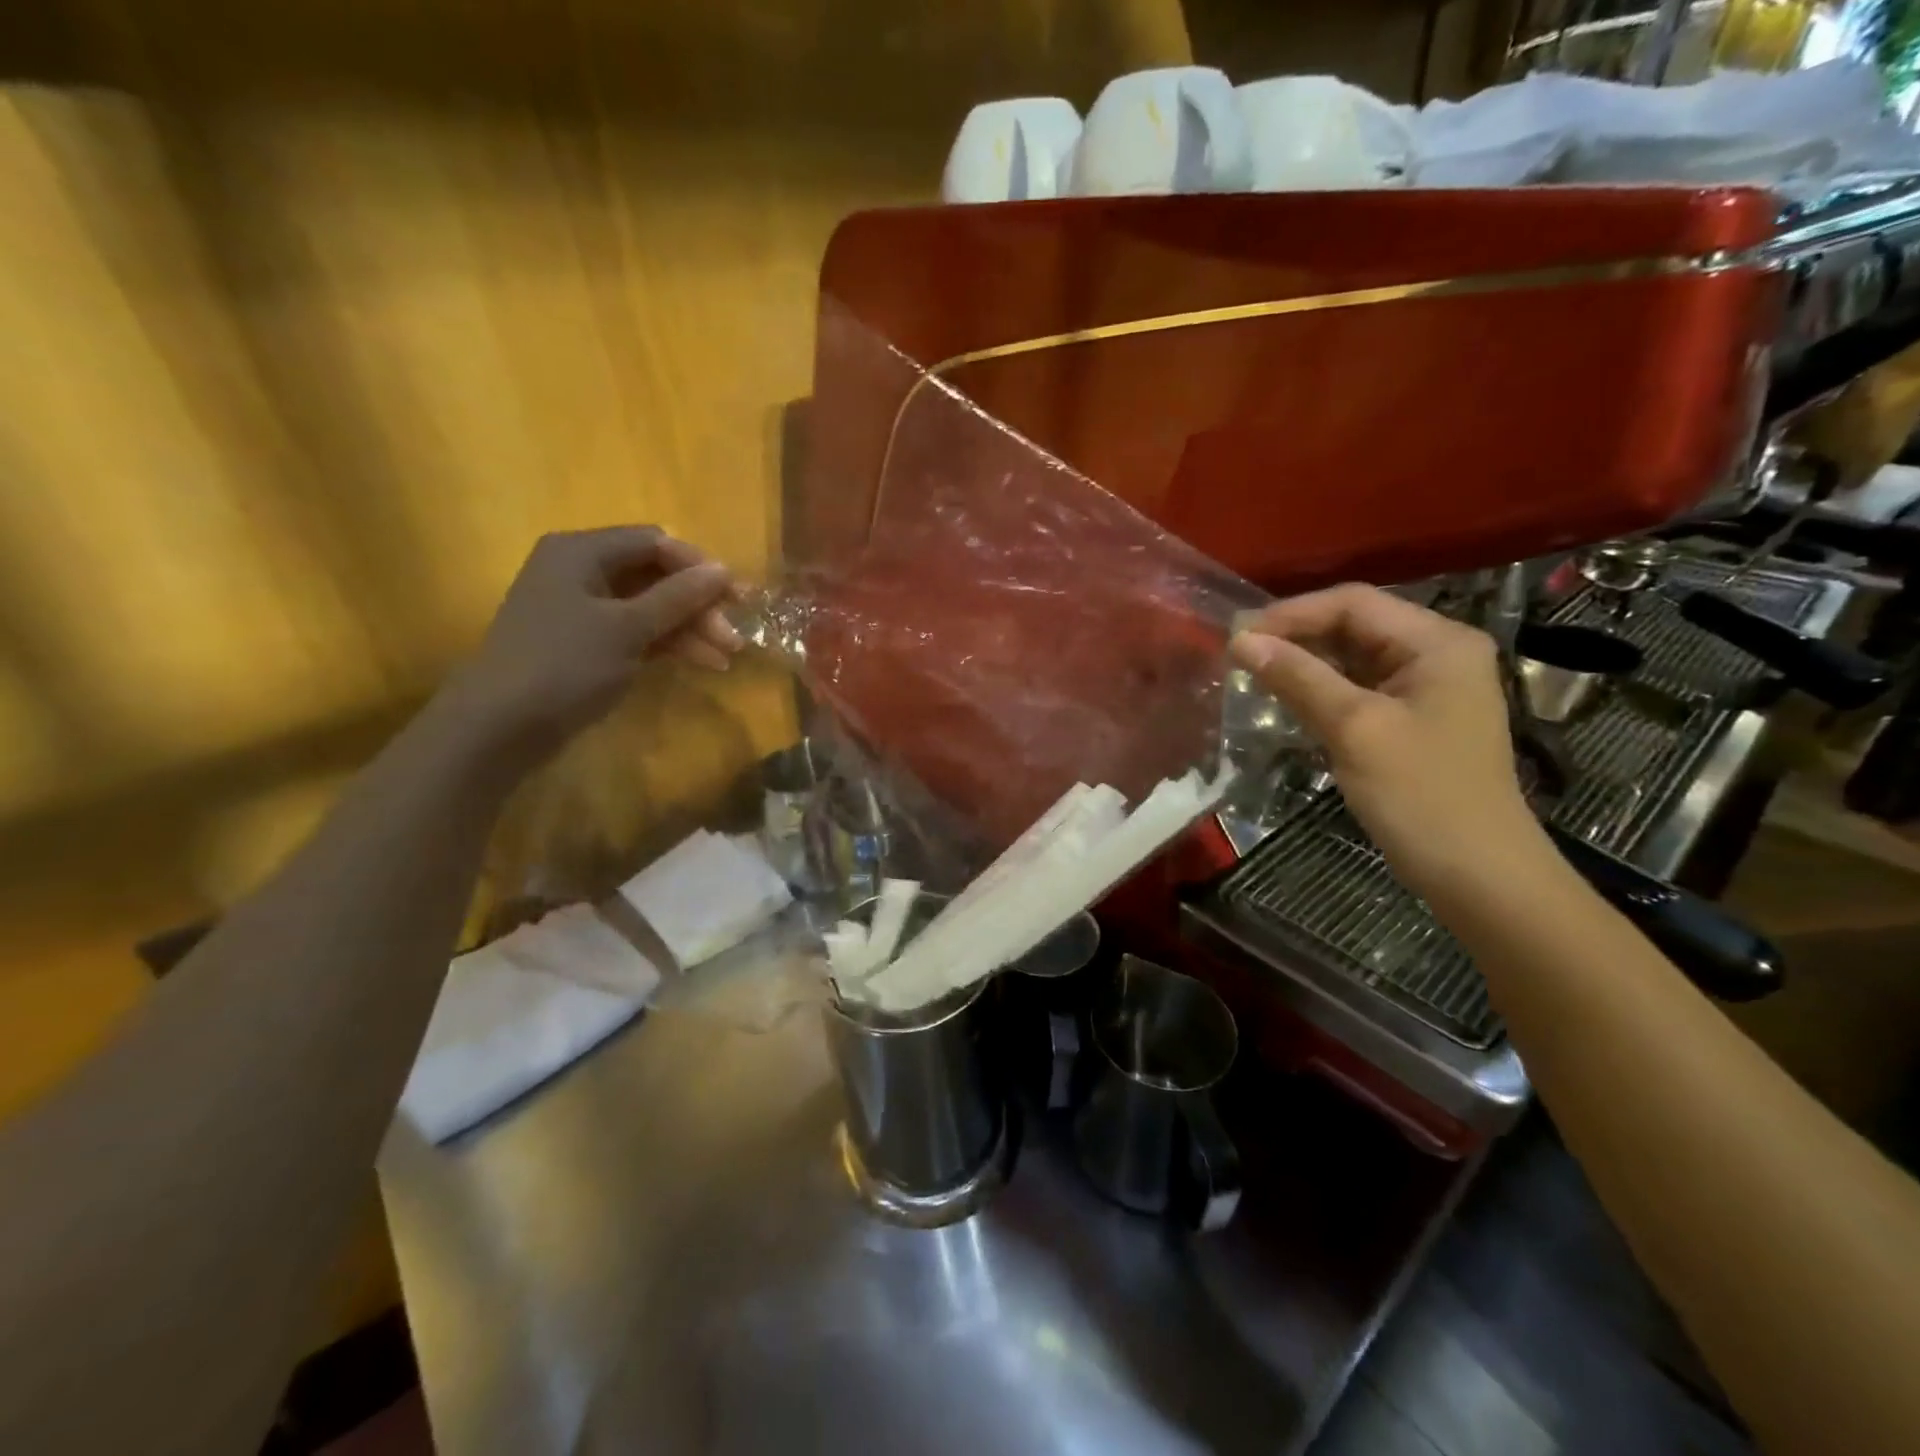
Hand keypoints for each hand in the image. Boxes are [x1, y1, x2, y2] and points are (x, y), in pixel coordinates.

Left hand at [439, 527, 739, 773]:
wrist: (500, 726)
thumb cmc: (564, 665)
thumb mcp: (627, 628)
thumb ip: (678, 596)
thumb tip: (723, 569)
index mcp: (582, 552)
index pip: (656, 542)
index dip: (699, 566)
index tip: (738, 596)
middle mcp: (581, 571)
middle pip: (657, 576)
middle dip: (699, 604)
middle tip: (734, 636)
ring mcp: (583, 609)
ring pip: (651, 608)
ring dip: (690, 628)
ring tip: (727, 656)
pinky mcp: (587, 643)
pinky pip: (638, 632)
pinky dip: (669, 644)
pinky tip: (703, 662)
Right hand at [1230, 584, 1545, 898]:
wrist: (1477, 874)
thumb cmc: (1421, 795)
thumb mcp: (1354, 728)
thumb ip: (1298, 677)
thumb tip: (1241, 641)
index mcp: (1438, 642)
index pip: (1353, 603)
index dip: (1291, 614)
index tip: (1238, 637)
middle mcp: (1437, 653)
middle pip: (1354, 625)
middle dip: (1295, 636)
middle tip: (1238, 656)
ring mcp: (1426, 687)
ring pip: (1351, 657)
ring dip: (1303, 662)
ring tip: (1252, 674)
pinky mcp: (1412, 719)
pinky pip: (1357, 687)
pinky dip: (1319, 689)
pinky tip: (1285, 699)